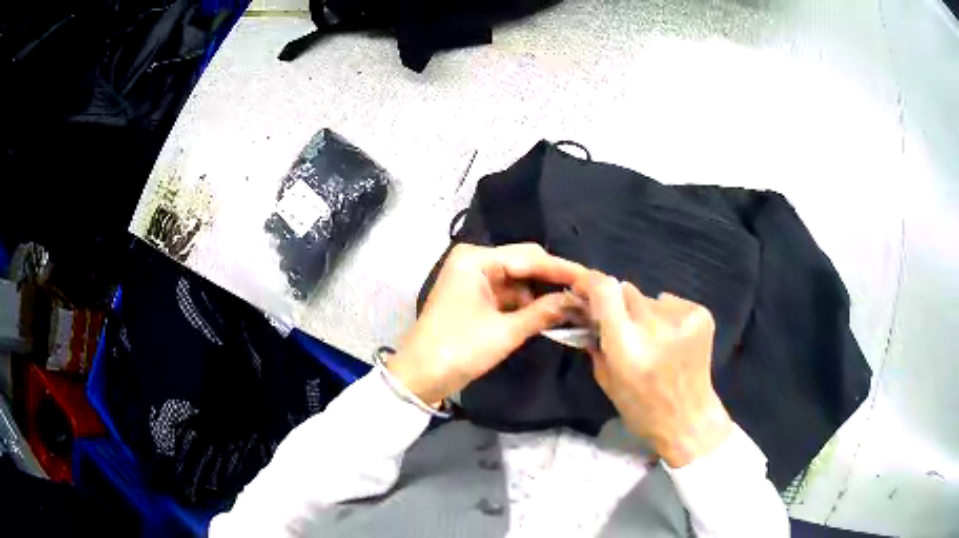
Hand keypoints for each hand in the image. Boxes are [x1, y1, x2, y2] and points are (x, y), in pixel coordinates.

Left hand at [388, 243, 587, 405]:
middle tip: (587, 292)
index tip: (592, 279)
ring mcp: (474, 279)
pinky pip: (508, 294)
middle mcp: (475, 261)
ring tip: (575, 303)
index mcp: (476, 260)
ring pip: (519, 280)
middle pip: (524, 264)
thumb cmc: (459, 349)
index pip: (529, 257)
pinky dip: (527, 304)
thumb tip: (578, 302)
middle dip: (554, 280)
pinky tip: (551, 312)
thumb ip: (544, 313)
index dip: (562, 269)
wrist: (420, 376)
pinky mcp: (475, 297)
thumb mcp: (505, 332)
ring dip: (543, 293)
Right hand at [575, 272, 732, 467]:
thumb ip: (595, 342)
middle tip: (624, 329)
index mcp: (627, 345)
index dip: (590, 283)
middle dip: (619, 306)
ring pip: (649, 298)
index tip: (583, 289)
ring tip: (654, 340)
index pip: (604, 289)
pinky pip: (671, 303)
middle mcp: (655, 325)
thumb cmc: (641, 407)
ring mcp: (682, 318)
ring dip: (644, 313)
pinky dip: (667, 315)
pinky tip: (673, 339)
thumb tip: (587, 313)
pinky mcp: (701, 314)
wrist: (688, 418)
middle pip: (627, 291)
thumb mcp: (606, 379)